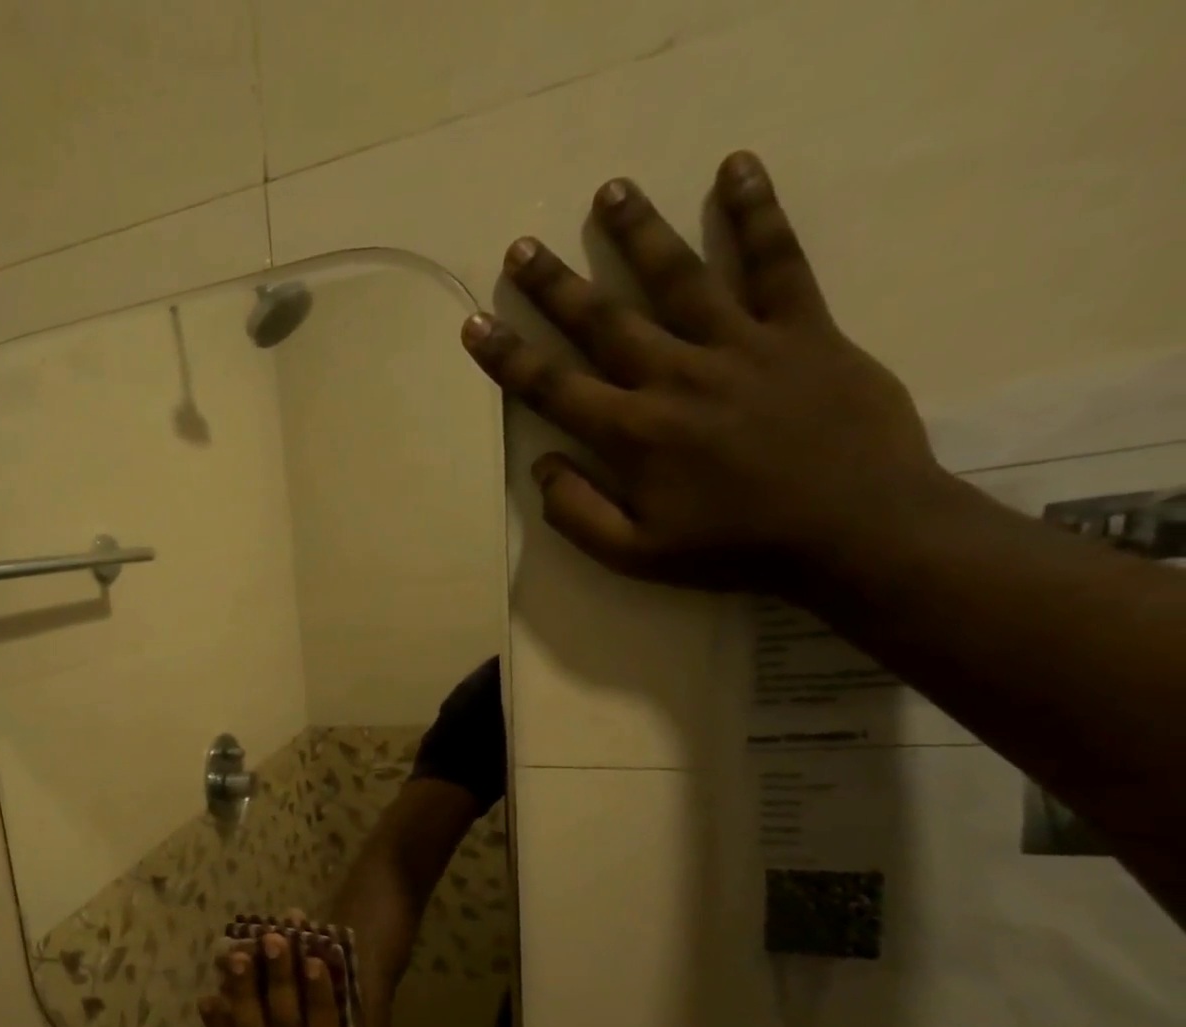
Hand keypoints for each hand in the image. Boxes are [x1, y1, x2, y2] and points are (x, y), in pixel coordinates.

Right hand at [460, 150, 965, 594]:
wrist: (854, 530)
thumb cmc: (733, 548)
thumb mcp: (634, 555)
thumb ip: (576, 513)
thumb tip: (542, 465)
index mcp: (633, 434)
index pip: (553, 388)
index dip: (507, 358)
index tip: (475, 324)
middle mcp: (677, 377)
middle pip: (604, 321)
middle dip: (556, 285)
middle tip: (522, 247)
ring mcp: (742, 345)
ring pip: (680, 278)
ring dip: (639, 234)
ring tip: (609, 191)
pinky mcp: (803, 329)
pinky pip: (777, 261)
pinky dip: (756, 213)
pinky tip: (734, 167)